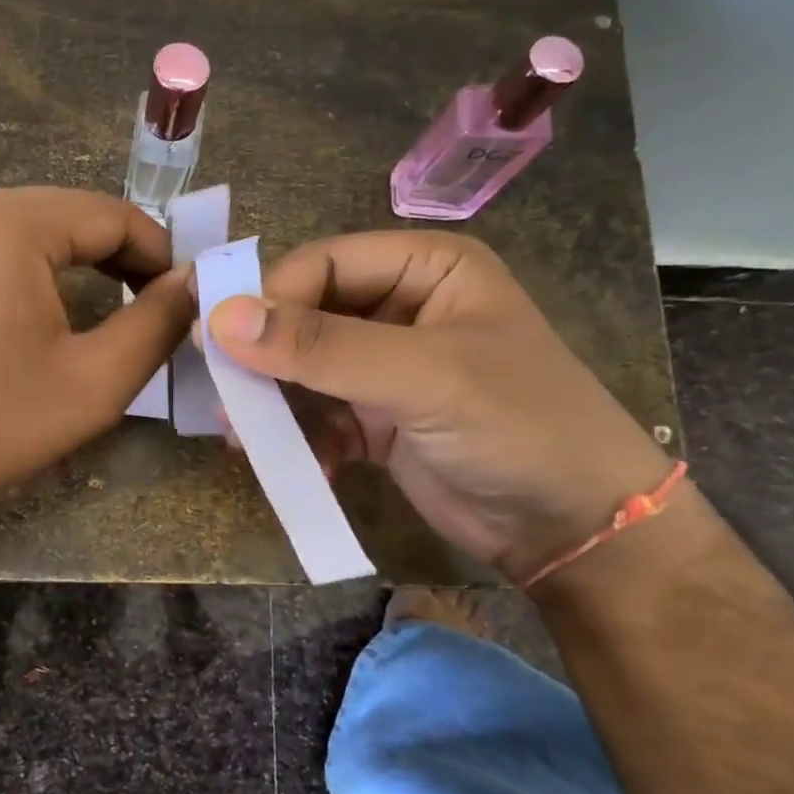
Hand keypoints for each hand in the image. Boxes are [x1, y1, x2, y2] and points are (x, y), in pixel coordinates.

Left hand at [0, 187, 192, 526]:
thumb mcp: (95, 380)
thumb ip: (156, 322)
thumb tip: (192, 282)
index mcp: (8, 222)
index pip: (110, 215)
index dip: (159, 252)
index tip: (183, 295)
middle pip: (66, 217)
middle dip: (117, 258)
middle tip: (151, 306)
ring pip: (26, 233)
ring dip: (74, 266)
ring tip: (105, 312)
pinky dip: (27, 275)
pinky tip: (39, 318)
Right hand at [205, 230, 671, 580]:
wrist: (574, 528)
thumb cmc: (517, 425)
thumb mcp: (422, 376)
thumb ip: (322, 347)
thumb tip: (220, 320)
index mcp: (426, 268)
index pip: (324, 264)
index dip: (271, 298)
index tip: (221, 343)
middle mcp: (401, 309)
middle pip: (306, 316)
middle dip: (266, 358)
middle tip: (224, 397)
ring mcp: (386, 367)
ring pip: (304, 370)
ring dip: (274, 403)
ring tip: (244, 437)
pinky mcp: (376, 419)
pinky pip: (318, 416)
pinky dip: (301, 439)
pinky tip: (301, 465)